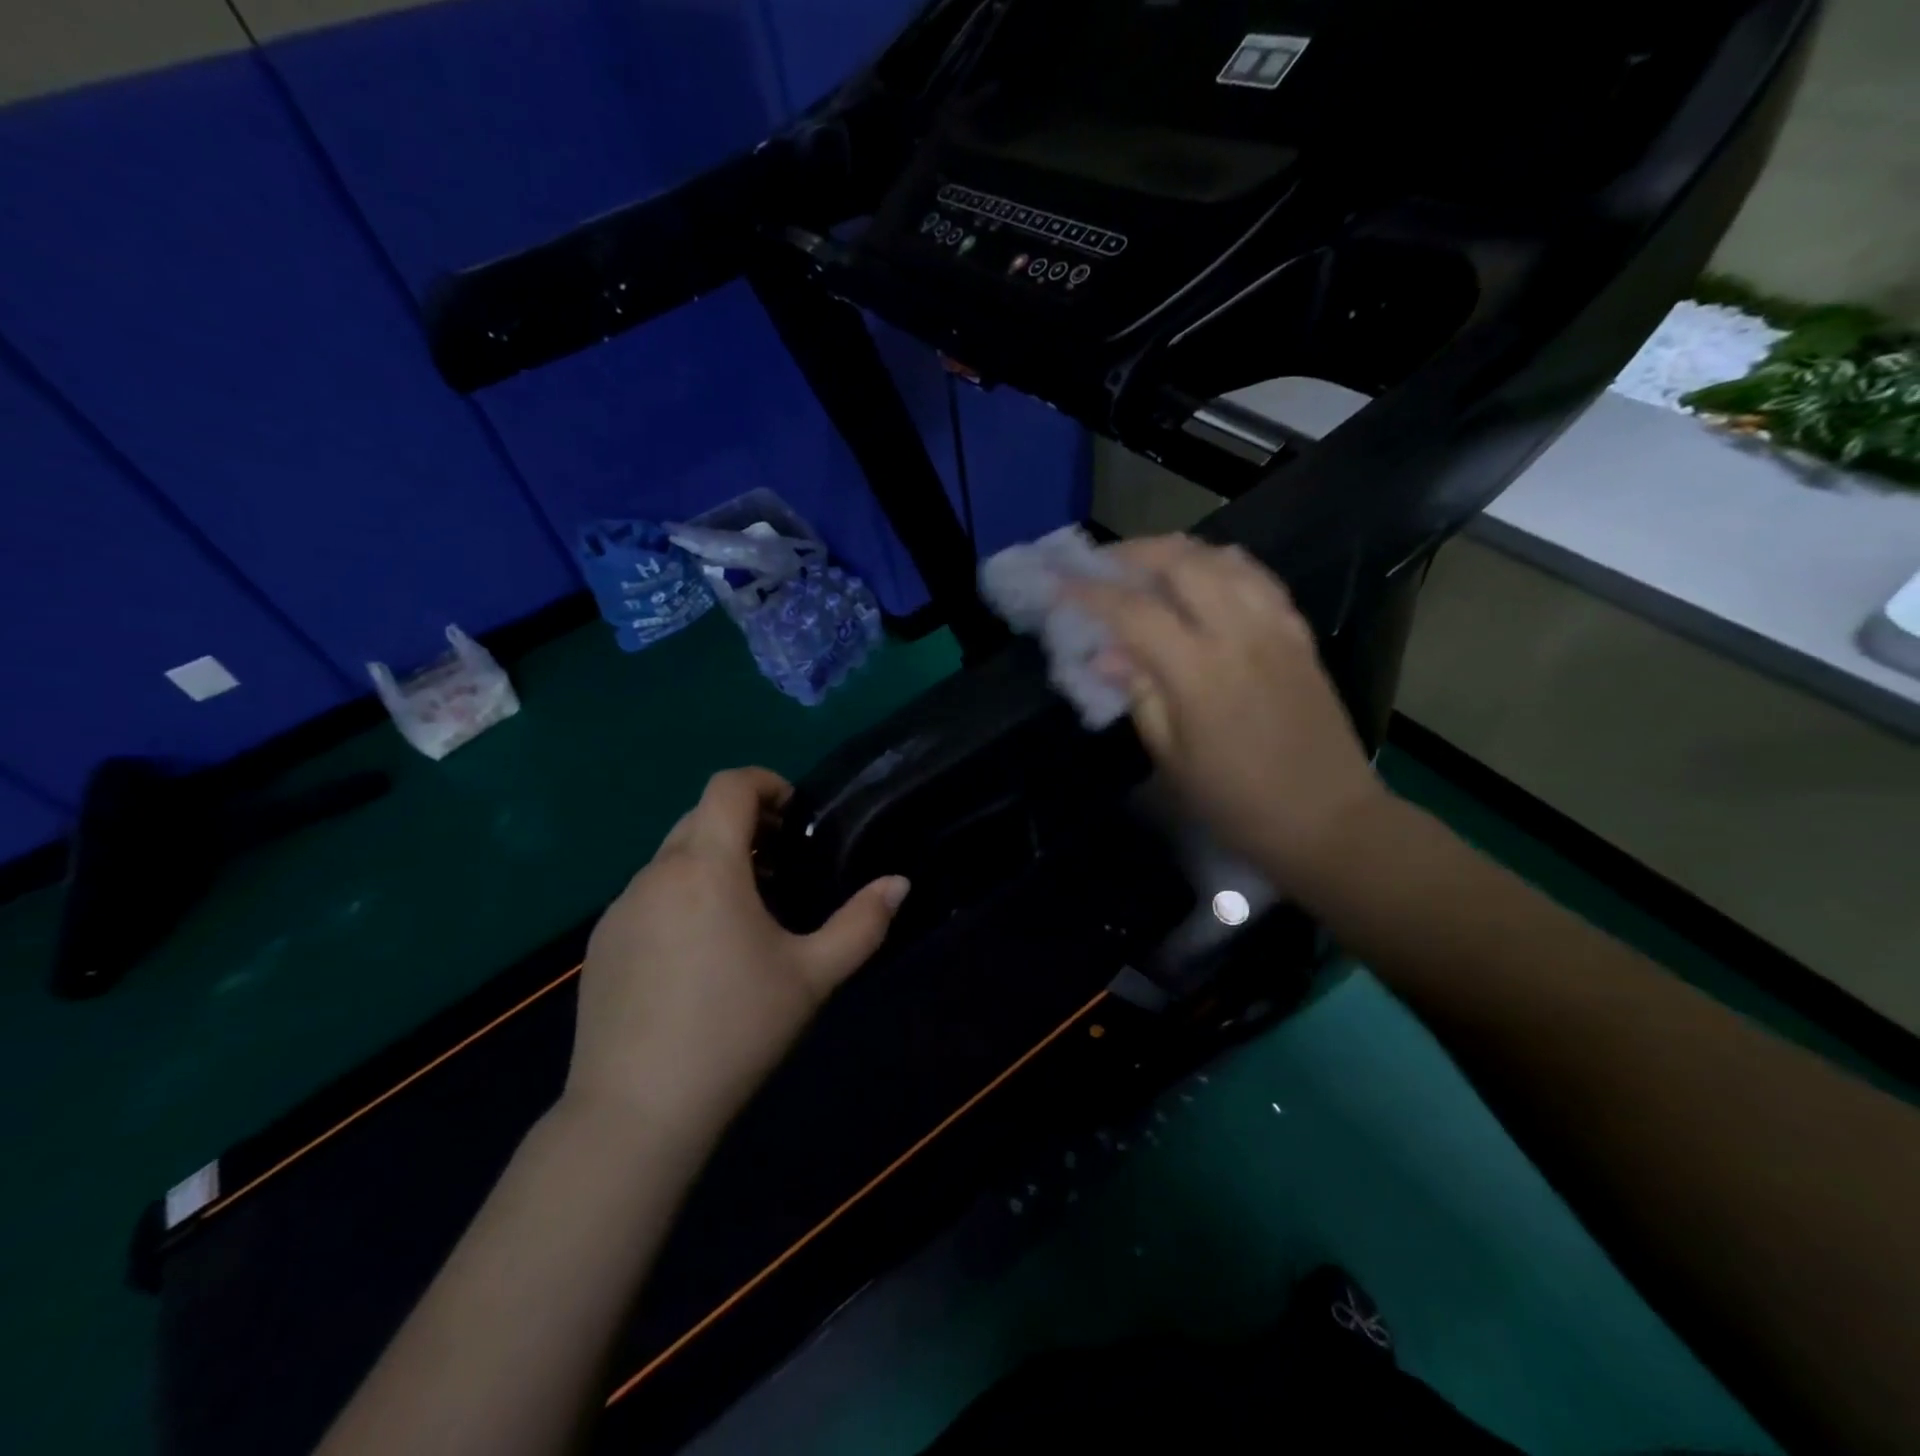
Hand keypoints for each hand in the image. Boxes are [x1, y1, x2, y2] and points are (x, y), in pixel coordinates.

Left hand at [566, 767, 909, 1143]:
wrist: (636, 1112)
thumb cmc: (735, 1031)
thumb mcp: (813, 976)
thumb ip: (862, 923)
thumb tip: (898, 883)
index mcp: (706, 868)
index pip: (728, 786)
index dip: (765, 782)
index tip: (794, 813)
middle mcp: (656, 874)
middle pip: (700, 816)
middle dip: (744, 823)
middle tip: (781, 863)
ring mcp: (620, 909)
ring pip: (672, 858)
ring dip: (712, 860)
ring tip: (745, 911)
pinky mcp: (601, 943)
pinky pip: (648, 895)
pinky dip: (681, 894)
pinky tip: (698, 953)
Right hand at [1068, 536, 1390, 891]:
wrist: (1327, 818)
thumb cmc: (1236, 801)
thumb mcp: (1171, 759)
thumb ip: (1139, 696)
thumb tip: (1104, 655)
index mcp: (1197, 670)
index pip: (1132, 611)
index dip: (1088, 592)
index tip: (1057, 581)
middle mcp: (1238, 632)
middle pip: (1180, 562)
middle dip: (1133, 553)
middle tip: (1103, 564)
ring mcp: (1275, 626)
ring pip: (1223, 558)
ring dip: (1178, 551)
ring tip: (1149, 563)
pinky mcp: (1298, 632)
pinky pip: (1257, 576)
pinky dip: (1222, 564)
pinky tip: (1206, 575)